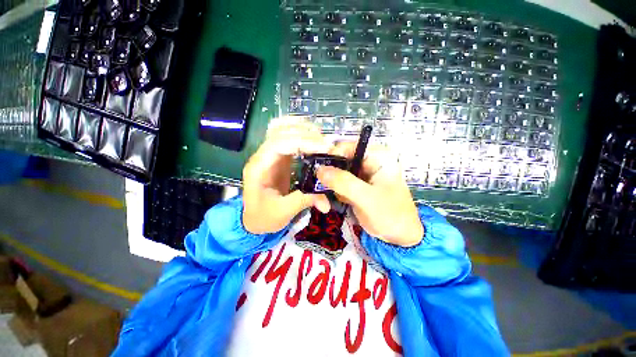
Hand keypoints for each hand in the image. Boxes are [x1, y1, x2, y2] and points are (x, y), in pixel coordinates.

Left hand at [242, 119, 330, 233]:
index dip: (302, 142)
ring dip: (302, 129)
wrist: (254, 219)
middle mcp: (262, 156)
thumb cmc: (263, 217)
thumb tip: (327, 202)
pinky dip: (300, 133)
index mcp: (258, 168)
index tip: (324, 148)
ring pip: (282, 129)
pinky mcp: (278, 157)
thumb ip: (304, 201)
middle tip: (327, 145)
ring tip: (321, 138)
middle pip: (280, 132)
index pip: (278, 144)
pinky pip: (287, 137)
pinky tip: (313, 138)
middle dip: (306, 134)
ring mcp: (269, 155)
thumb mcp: (283, 212)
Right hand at [316, 142, 423, 246]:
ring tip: (326, 195)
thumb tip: (319, 170)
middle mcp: (368, 162)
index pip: (348, 147)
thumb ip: (344, 182)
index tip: (318, 169)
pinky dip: (333, 190)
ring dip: (329, 183)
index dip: (331, 155)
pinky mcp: (355, 186)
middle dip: (328, 172)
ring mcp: (361, 175)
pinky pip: (339, 183)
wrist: (398, 237)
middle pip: (340, 159)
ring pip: (337, 172)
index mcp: (377, 157)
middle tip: (317, 184)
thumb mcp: (367, 197)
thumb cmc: (390, 214)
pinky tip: (333, 200)